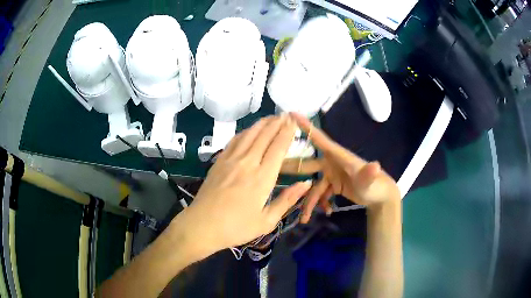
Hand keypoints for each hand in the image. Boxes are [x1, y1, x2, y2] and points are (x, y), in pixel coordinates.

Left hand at [180, 115, 311, 254]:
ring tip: (271, 117)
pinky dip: (245, 131)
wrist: (201, 226)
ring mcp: (230, 160)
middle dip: (277, 123)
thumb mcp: (266, 221)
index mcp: (262, 178)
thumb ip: (287, 200)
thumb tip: (306, 183)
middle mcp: (247, 163)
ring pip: (249, 134)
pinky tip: (249, 130)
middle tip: (285, 114)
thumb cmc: (236, 228)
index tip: (294, 122)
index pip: (278, 148)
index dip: (287, 132)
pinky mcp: (219, 161)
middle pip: (264, 136)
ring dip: (262, 124)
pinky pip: (234, 140)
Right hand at [281, 113, 399, 223]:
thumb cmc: (376, 185)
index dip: (306, 127)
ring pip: (313, 187)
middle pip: (307, 165)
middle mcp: (331, 163)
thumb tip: (375, 165)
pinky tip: (327, 210)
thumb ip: (369, 174)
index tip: (290, 114)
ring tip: (305, 219)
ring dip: (309, 202)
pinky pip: (321, 194)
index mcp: (338, 156)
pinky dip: (321, 203)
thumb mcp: (371, 181)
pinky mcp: (333, 185)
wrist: (380, 197)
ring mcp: (331, 175)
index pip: (320, 139)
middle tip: (273, 170)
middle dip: (291, 168)